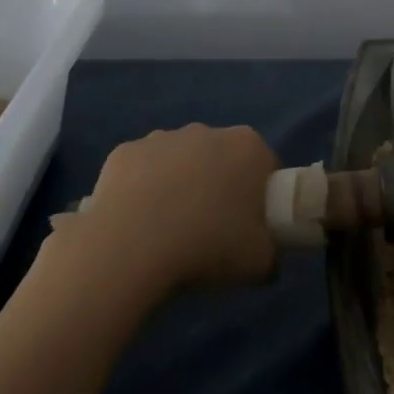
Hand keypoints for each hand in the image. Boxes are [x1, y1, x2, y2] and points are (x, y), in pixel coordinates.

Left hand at [52, 124, 279, 300]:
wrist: (132, 247)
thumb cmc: (208, 246)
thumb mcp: (260, 262)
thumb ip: (269, 251)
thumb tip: (264, 254)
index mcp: (247, 147)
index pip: (264, 166)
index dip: (260, 196)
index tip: (250, 226)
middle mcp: (206, 131)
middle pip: (220, 157)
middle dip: (218, 184)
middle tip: (211, 230)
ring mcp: (161, 137)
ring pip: (178, 160)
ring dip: (178, 183)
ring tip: (168, 230)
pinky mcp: (124, 151)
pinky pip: (140, 170)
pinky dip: (141, 190)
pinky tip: (136, 223)